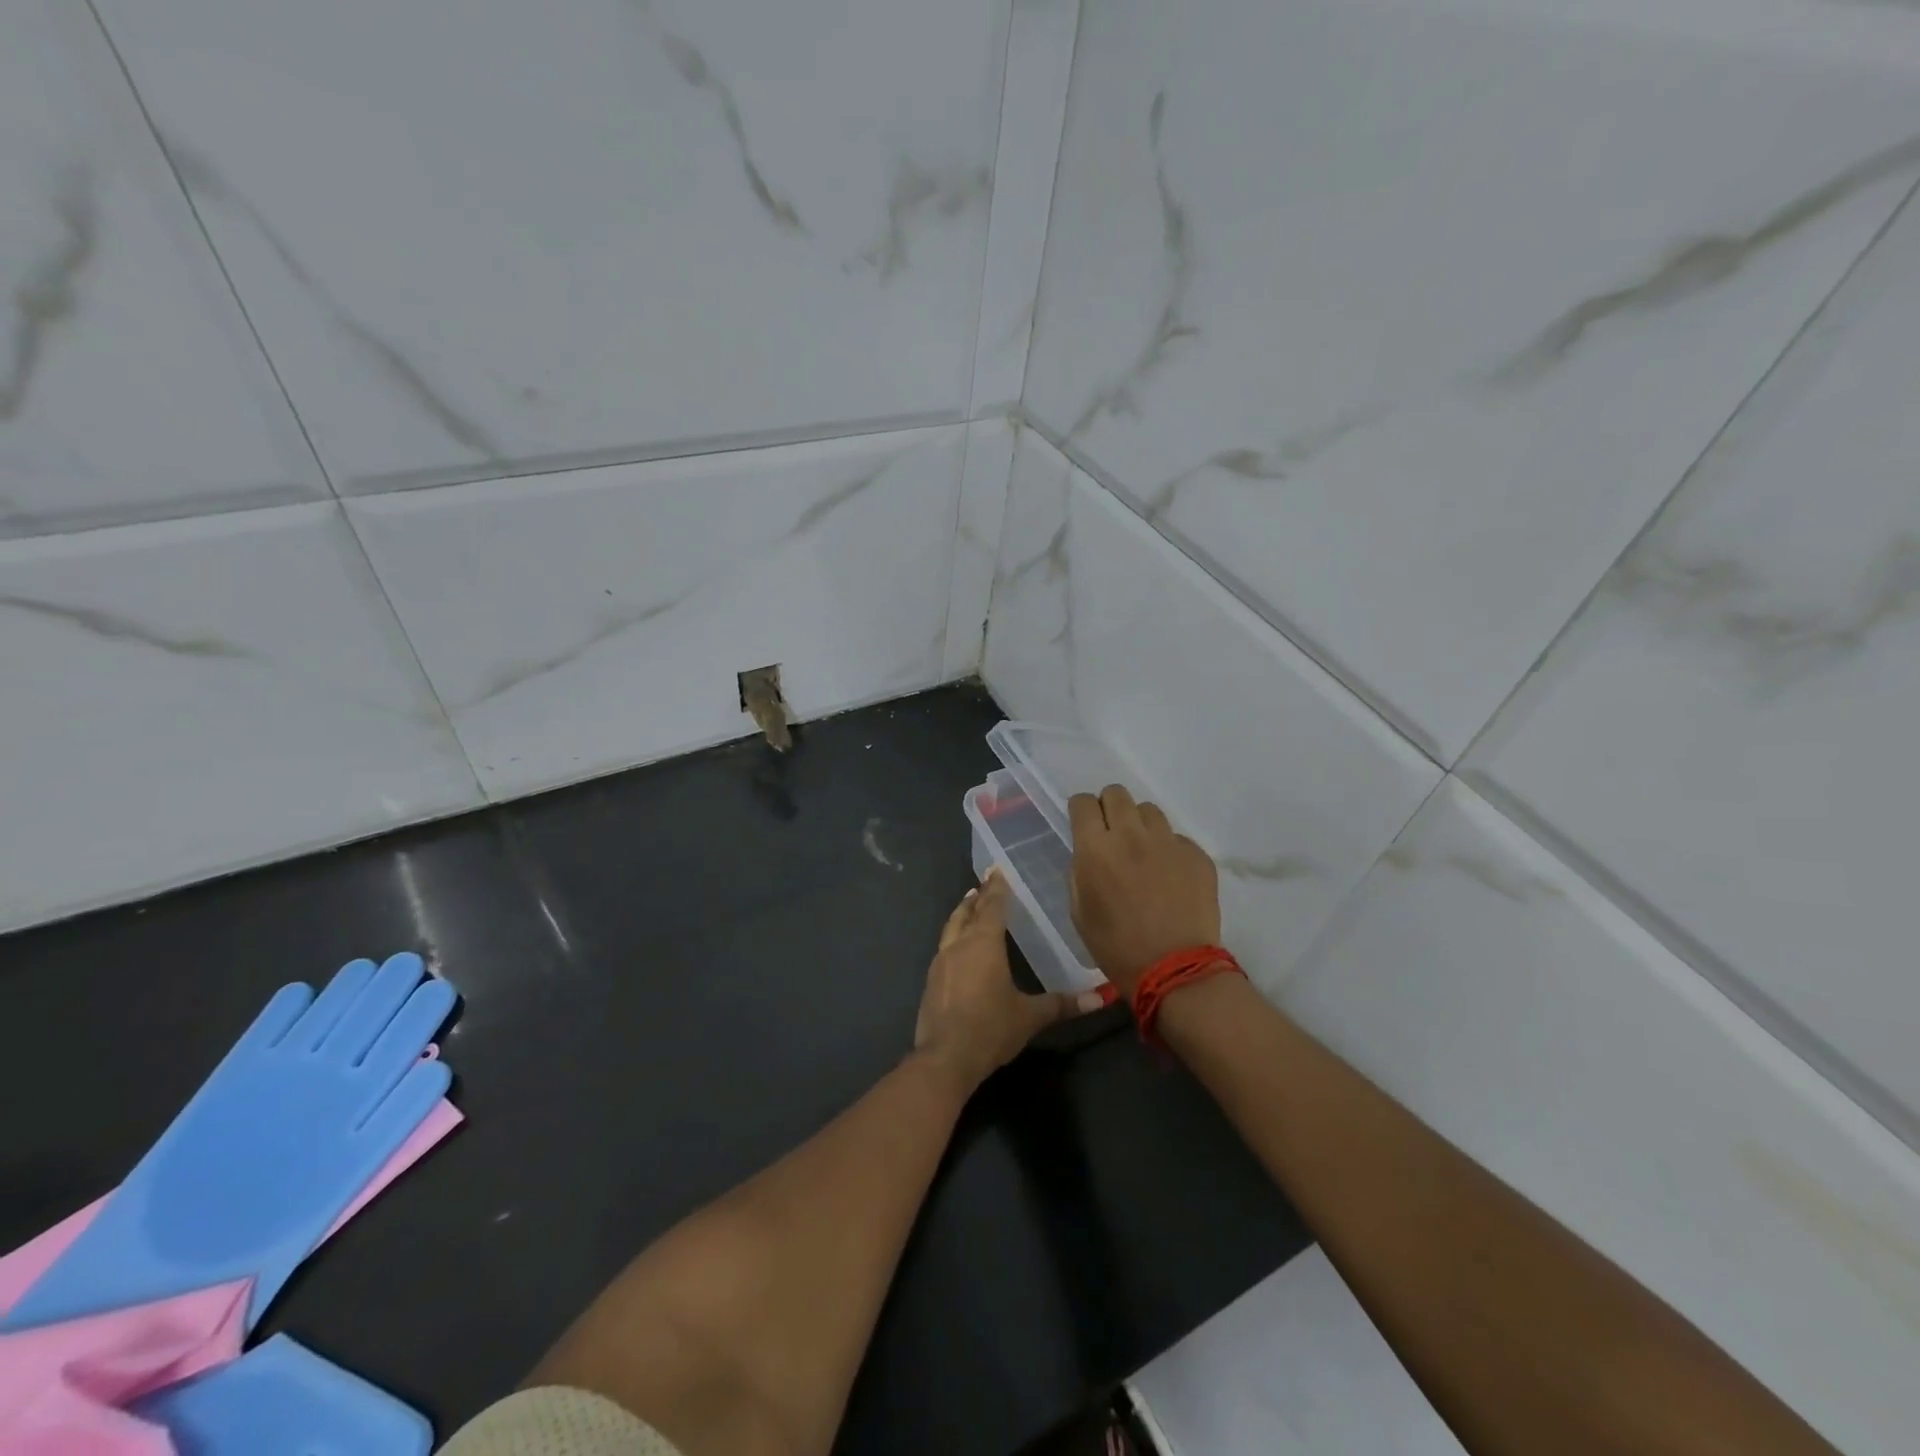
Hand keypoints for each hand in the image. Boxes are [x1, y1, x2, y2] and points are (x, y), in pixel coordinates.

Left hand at [913, 869, 1102, 1091]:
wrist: (944, 1058)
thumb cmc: (990, 1028)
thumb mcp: (1030, 1016)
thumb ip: (1062, 1004)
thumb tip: (1100, 997)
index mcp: (983, 944)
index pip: (991, 906)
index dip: (996, 887)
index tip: (997, 869)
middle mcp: (959, 945)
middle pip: (967, 912)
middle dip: (977, 897)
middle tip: (984, 883)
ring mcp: (940, 963)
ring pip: (951, 928)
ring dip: (962, 914)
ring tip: (969, 906)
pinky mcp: (931, 982)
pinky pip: (944, 948)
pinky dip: (954, 937)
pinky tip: (959, 948)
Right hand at [1069, 784, 1220, 1000]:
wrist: (1176, 969)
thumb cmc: (1116, 947)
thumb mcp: (1079, 912)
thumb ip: (1079, 874)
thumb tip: (1087, 855)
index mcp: (1096, 849)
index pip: (1083, 803)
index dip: (1080, 810)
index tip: (1084, 823)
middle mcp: (1131, 834)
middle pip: (1117, 794)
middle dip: (1109, 807)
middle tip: (1112, 833)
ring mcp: (1168, 842)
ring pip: (1149, 811)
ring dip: (1140, 825)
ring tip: (1142, 851)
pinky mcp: (1196, 855)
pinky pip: (1176, 837)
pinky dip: (1168, 848)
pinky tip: (1168, 874)